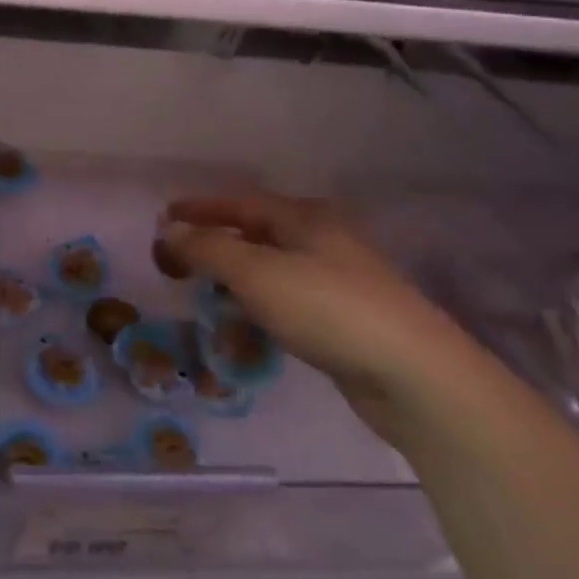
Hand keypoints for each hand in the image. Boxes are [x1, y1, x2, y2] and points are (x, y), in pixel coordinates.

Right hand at [160, 194, 491, 439]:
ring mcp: (338, 281)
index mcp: (304, 218)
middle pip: (255, 235)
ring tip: (205, 300)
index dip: (199, 209)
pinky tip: (248, 332)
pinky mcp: (345, 319)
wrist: (415, 375)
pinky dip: (259, 310)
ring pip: (271, 272)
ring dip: (234, 283)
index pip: (240, 203)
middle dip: (214, 247)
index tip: (163, 218)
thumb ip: (208, 248)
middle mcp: (322, 240)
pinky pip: (287, 304)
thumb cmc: (327, 308)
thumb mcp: (256, 273)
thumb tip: (169, 230)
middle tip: (177, 263)